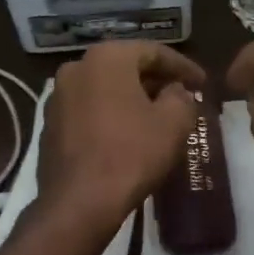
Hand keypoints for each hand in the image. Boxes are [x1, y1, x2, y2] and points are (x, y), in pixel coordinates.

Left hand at [38, 41, 205, 230]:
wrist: (79, 202)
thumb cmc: (131, 154)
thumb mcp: (174, 123)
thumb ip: (181, 97)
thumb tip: (174, 91)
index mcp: (107, 58)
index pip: (153, 52)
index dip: (183, 66)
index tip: (203, 83)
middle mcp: (76, 68)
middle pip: (126, 67)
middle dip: (156, 81)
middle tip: (182, 96)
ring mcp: (58, 97)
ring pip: (105, 88)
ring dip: (132, 98)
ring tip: (157, 115)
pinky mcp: (50, 125)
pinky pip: (89, 110)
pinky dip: (111, 115)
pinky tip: (128, 134)